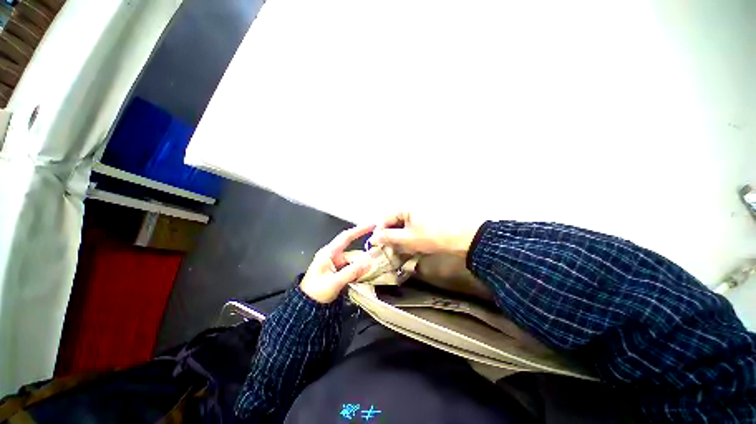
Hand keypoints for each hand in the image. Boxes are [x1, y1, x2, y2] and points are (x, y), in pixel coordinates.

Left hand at [300, 224, 374, 302]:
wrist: (306, 308)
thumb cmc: (315, 293)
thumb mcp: (334, 282)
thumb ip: (352, 271)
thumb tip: (369, 262)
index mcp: (328, 253)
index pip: (346, 237)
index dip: (360, 230)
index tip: (373, 225)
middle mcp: (333, 256)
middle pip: (353, 253)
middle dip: (364, 258)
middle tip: (376, 263)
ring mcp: (336, 264)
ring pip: (354, 262)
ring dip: (362, 267)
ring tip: (371, 273)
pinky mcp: (339, 272)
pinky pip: (352, 269)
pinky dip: (359, 272)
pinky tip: (365, 277)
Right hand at [368, 212, 480, 255]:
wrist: (464, 238)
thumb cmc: (432, 236)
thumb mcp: (408, 238)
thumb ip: (388, 237)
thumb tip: (373, 238)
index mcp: (405, 208)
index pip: (385, 218)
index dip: (379, 231)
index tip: (376, 244)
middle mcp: (411, 208)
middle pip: (394, 222)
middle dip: (388, 236)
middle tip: (386, 249)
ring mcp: (420, 215)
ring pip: (403, 227)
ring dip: (398, 238)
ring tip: (397, 250)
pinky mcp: (427, 223)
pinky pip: (412, 229)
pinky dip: (408, 238)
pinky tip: (409, 247)